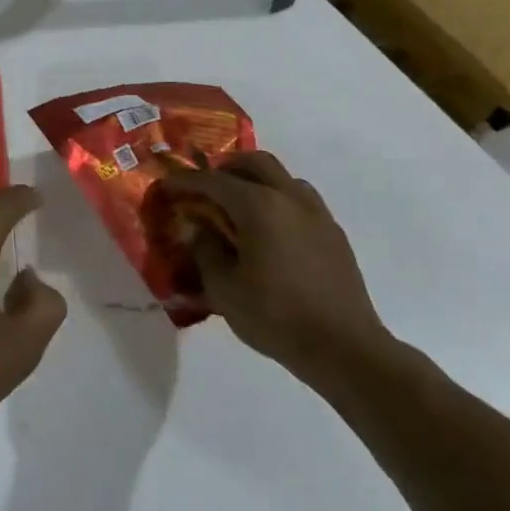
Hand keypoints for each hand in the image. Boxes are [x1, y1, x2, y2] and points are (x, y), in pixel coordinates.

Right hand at [160, 151, 391, 388]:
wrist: (344, 348)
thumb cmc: (275, 316)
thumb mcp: (223, 288)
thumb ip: (206, 250)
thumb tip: (203, 231)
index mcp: (259, 206)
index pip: (213, 180)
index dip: (185, 181)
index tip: (166, 186)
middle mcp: (290, 199)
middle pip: (255, 162)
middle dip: (225, 168)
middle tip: (205, 188)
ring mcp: (317, 214)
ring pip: (282, 178)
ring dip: (256, 182)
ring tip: (237, 208)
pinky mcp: (334, 234)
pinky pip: (300, 201)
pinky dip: (278, 202)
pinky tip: (268, 232)